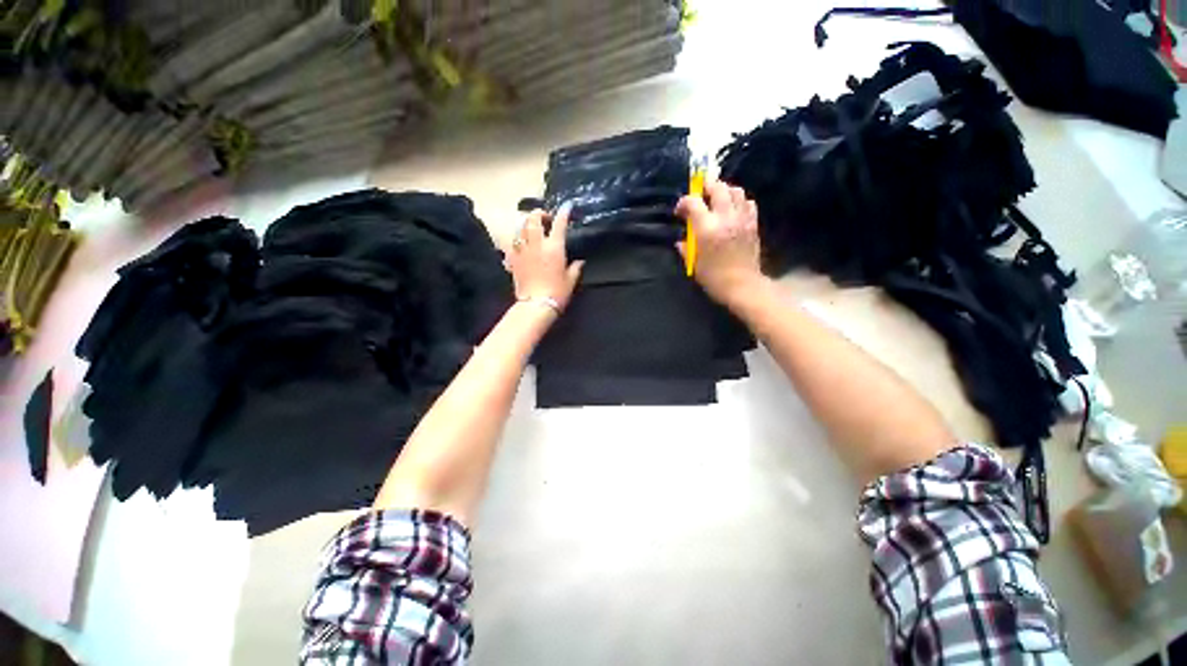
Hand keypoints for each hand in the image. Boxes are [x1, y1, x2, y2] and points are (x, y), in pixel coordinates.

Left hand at [506, 204, 583, 311]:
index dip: (564, 212)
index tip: (567, 206)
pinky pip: (511, 243)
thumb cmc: (557, 293)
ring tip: (530, 228)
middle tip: (544, 218)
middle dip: (539, 213)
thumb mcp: (571, 280)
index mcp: (554, 247)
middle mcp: (537, 244)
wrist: (536, 305)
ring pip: (520, 227)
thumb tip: (580, 261)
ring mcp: (522, 250)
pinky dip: (516, 240)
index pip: (559, 223)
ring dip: (526, 224)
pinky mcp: (513, 259)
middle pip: (533, 219)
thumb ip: (576, 268)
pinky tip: (520, 244)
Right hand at [676, 180, 763, 306]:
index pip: (693, 202)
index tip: (680, 211)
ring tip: (716, 200)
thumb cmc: (713, 277)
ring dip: (724, 191)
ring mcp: (741, 218)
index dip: (683, 202)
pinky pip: (748, 203)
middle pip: (717, 188)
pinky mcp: (753, 223)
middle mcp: (725, 217)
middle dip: (705, 187)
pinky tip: (733, 210)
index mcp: (706, 228)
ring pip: (735, 190)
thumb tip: (682, 241)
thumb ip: (686, 248)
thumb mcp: (694, 263)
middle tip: (699, 195)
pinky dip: (739, 201)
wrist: (741, 285)